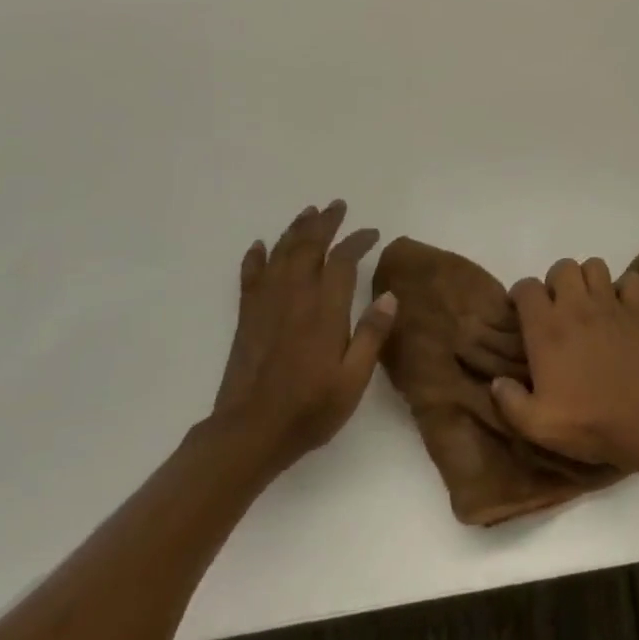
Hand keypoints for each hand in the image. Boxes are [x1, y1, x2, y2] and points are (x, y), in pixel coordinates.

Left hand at [213, 200, 395, 468]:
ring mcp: (267, 306)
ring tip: (308, 212)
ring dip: (296, 231)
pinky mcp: (248, 318)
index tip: (372, 233)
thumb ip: (371, 335)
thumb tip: (390, 296)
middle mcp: (295, 299)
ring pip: (281, 255)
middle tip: (337, 205)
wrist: (249, 434)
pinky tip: (261, 245)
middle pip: (309, 248)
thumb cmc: (309, 410)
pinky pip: (251, 277)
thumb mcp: (353, 380)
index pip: (342, 262)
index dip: (357, 241)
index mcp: (324, 312)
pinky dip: (256, 257)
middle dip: (325, 223)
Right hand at [491, 258, 638, 467]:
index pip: (526, 288)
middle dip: (556, 282)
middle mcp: (577, 307)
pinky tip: (621, 307)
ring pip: (595, 266)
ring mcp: (611, 305)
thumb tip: (497, 382)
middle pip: (562, 267)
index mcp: (547, 329)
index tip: (521, 312)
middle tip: (558, 308)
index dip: (520, 295)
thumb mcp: (537, 425)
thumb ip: (510, 402)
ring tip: (588, 303)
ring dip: (588, 279)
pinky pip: (632, 280)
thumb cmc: (589, 423)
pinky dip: (626, 288)